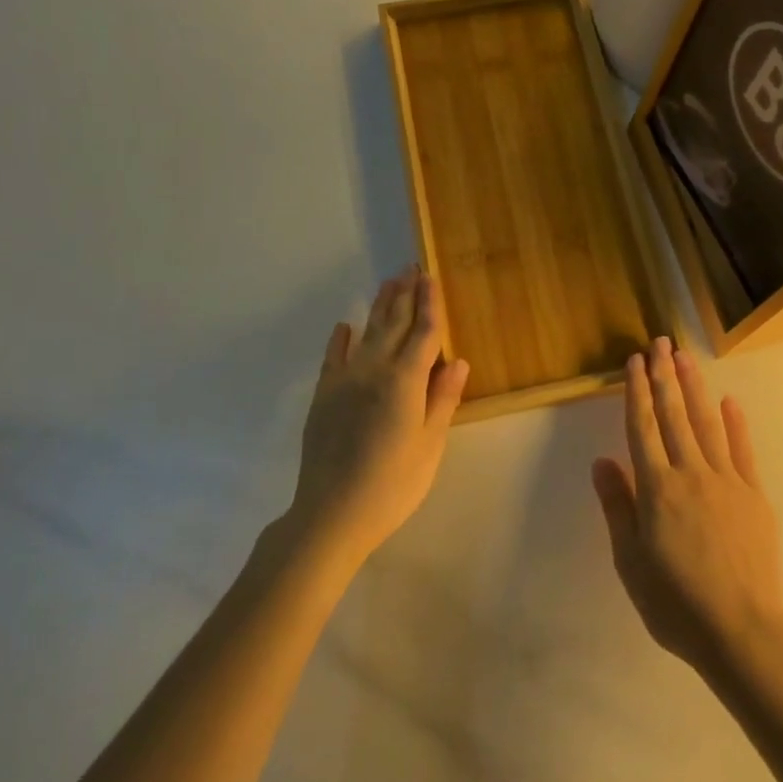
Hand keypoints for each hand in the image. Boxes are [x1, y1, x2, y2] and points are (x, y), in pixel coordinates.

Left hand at [288, 267, 470, 563]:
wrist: (331, 513)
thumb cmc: (392, 484)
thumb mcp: (430, 445)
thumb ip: (442, 399)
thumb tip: (458, 360)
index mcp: (405, 380)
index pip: (423, 333)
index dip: (430, 304)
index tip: (430, 277)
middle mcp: (374, 369)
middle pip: (394, 324)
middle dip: (405, 295)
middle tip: (411, 268)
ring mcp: (345, 380)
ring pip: (367, 333)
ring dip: (379, 307)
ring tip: (389, 283)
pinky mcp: (324, 395)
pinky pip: (333, 357)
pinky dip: (340, 339)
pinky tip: (345, 326)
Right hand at [592, 337, 782, 675]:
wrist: (742, 630)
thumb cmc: (676, 603)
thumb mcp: (630, 561)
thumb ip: (618, 507)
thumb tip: (602, 461)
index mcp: (657, 488)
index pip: (642, 427)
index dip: (637, 391)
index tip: (635, 361)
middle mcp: (690, 473)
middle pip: (674, 415)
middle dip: (665, 375)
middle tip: (660, 342)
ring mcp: (726, 480)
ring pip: (706, 423)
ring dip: (694, 387)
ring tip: (685, 357)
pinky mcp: (754, 494)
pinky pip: (742, 450)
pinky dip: (735, 423)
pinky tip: (729, 401)